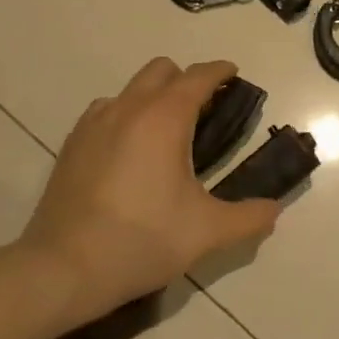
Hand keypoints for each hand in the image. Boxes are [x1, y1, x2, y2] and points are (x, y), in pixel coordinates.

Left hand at [21, 58, 279, 318]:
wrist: (64, 268)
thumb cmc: (142, 241)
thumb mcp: (206, 233)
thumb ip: (248, 218)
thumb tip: (275, 210)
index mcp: (165, 118)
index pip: (198, 76)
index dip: (220, 71)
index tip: (234, 75)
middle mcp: (129, 108)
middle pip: (162, 70)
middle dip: (187, 79)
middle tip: (205, 109)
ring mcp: (95, 122)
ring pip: (131, 88)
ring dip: (154, 96)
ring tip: (167, 132)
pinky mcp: (73, 142)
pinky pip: (106, 110)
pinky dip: (126, 115)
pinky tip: (130, 149)